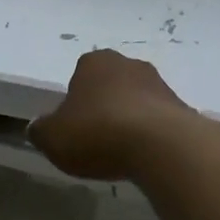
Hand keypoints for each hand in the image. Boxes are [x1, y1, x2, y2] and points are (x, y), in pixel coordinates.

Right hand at [29, 50, 194, 180]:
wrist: (160, 146)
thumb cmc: (97, 133)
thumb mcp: (52, 138)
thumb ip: (41, 130)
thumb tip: (38, 127)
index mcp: (94, 62)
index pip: (79, 75)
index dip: (75, 101)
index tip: (74, 126)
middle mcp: (129, 64)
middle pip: (110, 86)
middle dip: (104, 107)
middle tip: (95, 138)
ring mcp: (160, 84)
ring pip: (136, 102)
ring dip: (129, 121)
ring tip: (121, 152)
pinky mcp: (182, 108)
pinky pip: (158, 121)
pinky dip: (150, 135)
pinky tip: (144, 157)